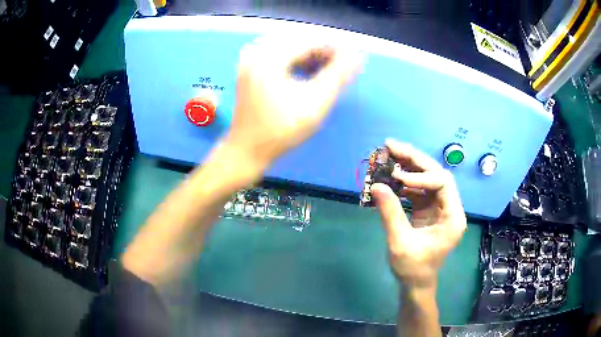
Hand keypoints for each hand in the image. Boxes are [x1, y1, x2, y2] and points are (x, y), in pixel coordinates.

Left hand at [225, 35, 362, 166]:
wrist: (247, 149)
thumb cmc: (281, 130)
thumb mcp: (315, 103)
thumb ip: (337, 75)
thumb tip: (355, 55)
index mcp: (268, 57)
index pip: (309, 40)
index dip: (334, 48)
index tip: (351, 61)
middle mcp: (256, 51)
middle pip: (299, 39)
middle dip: (322, 50)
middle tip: (339, 67)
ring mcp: (250, 58)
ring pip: (289, 44)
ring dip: (310, 54)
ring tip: (326, 71)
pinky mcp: (250, 67)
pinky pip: (278, 52)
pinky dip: (296, 59)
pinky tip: (308, 71)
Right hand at [371, 140, 466, 287]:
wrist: (416, 283)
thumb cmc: (413, 268)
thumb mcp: (400, 243)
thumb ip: (390, 213)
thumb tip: (376, 185)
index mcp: (452, 217)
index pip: (443, 183)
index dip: (421, 176)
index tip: (398, 177)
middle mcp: (450, 207)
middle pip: (436, 173)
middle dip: (414, 159)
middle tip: (390, 145)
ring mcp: (439, 207)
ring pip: (427, 177)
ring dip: (409, 165)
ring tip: (389, 154)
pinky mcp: (429, 209)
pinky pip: (419, 188)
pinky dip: (405, 181)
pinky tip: (391, 176)